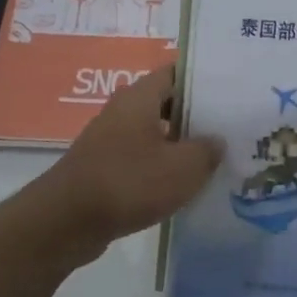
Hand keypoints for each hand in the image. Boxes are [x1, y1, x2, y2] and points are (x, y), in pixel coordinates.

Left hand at [38, 66, 220, 258]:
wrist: (66, 222)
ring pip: (153, 134)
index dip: (202, 79)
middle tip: (230, 127)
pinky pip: (140, 160)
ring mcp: (109, 141)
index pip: (175, 73)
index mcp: (139, 97)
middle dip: (196, 115)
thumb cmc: (129, 183)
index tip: (230, 90)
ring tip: (214, 159)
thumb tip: (216, 141)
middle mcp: (122, 111)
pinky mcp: (103, 169)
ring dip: (179, 145)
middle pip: (166, 104)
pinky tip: (182, 186)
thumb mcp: (183, 167)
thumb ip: (207, 150)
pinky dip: (160, 168)